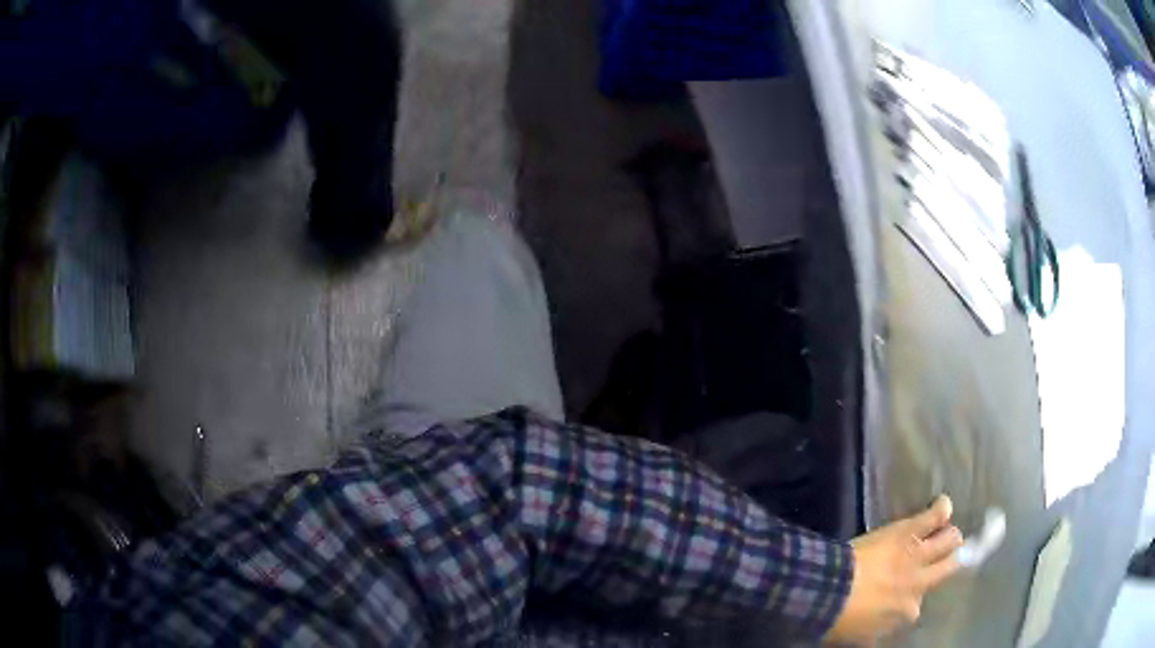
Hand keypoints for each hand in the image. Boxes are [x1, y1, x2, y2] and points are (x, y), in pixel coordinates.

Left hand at [825, 496, 962, 645]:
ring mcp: (918, 556)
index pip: (917, 606)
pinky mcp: (909, 532)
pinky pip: (934, 516)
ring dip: (950, 537)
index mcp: (907, 613)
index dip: (910, 598)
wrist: (829, 590)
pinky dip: (941, 509)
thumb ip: (880, 628)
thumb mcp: (862, 634)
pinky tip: (943, 504)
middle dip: (949, 561)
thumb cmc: (840, 616)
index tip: (902, 594)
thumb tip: (880, 630)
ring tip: (948, 533)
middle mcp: (920, 584)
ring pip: (949, 541)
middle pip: (949, 567)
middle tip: (945, 556)